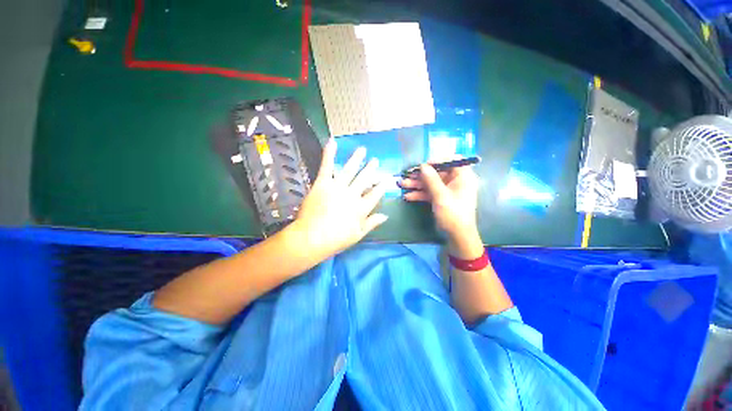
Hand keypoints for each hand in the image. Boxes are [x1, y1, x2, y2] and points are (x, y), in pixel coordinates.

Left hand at [292, 138, 388, 258]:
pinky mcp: (323, 183)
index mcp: (361, 208)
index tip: (386, 179)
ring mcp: (338, 187)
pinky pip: (327, 166)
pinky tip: (333, 142)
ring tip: (362, 150)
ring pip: (350, 170)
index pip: (375, 194)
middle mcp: (352, 195)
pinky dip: (329, 153)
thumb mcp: (358, 235)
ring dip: (357, 159)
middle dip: (371, 169)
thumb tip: (386, 216)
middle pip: (364, 179)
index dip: (381, 186)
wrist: (312, 238)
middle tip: (376, 161)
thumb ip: (372, 223)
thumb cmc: (336, 240)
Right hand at [400, 163, 478, 238]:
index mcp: (462, 176)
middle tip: (406, 175)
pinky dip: (420, 194)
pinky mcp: (441, 199)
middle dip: (420, 175)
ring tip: (402, 184)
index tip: (423, 165)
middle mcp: (455, 181)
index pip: (452, 160)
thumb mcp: (440, 195)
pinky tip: (408, 196)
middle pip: (437, 173)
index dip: (437, 160)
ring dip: (417, 184)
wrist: (457, 236)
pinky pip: (430, 193)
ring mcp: (448, 191)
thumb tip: (422, 165)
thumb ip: (431, 179)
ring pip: (431, 183)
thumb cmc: (453, 213)